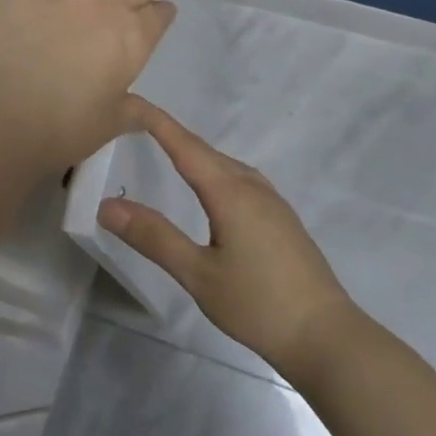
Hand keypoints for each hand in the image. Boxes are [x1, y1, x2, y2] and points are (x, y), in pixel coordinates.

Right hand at [98, 101, 355, 378]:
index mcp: (230, 192)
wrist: (326, 335)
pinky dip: (215, 172)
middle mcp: (252, 186)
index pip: (184, 145)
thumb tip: (108, 205)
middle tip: (136, 126)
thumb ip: (154, 237)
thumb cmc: (258, 305)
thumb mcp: (198, 274)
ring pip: (226, 165)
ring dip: (195, 154)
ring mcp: (272, 201)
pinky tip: (210, 192)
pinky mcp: (282, 218)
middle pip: (205, 150)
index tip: (128, 101)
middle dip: (171, 135)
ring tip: (166, 152)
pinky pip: (240, 180)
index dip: (156, 121)